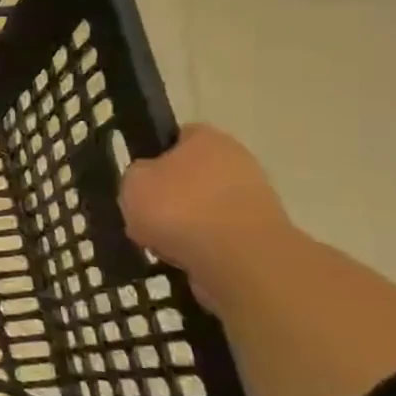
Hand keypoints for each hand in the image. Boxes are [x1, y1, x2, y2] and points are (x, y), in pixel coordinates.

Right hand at [120, 125, 294, 277]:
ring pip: (204, 207)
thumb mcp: (132, 182)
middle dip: (170, 195)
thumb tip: (147, 179)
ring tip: (161, 244)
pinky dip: (202, 246)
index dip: (153, 155)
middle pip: (192, 174)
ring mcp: (255, 197)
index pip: (176, 137)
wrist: (239, 259)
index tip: (138, 179)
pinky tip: (185, 257)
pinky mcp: (263, 234)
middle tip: (144, 214)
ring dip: (185, 223)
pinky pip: (219, 235)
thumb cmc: (179, 208)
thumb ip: (137, 174)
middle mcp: (237, 160)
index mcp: (206, 137)